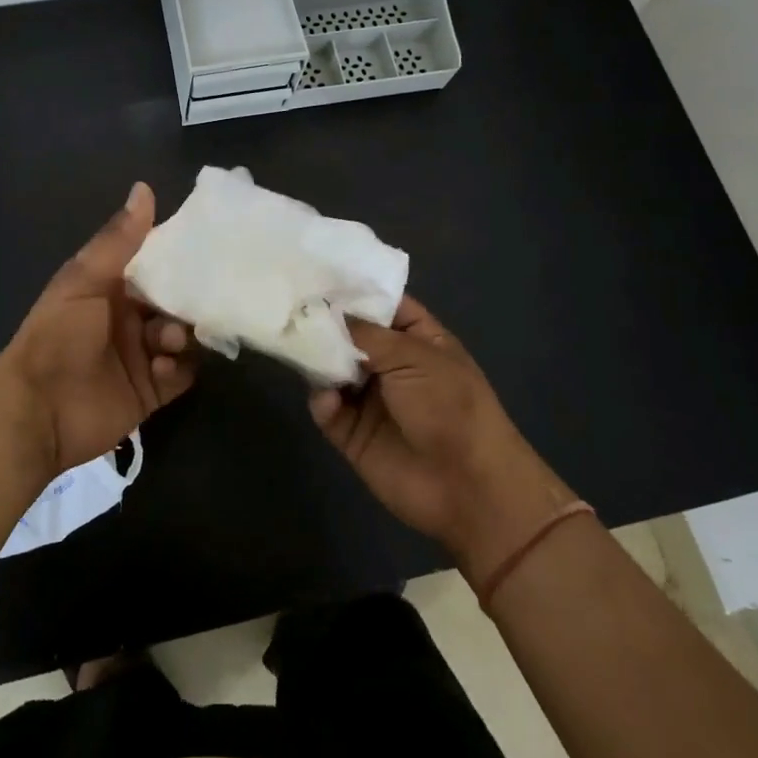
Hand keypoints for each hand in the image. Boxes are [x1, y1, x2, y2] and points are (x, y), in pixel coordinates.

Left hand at [0, 182, 196, 480]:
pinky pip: (182, 374)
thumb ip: (118, 239)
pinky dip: (180, 368)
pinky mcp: (151, 391)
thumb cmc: (58, 336)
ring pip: (184, 336)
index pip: (156, 265)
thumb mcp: (84, 280)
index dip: (178, 257)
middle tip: (192, 304)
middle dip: (187, 301)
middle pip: (175, 302)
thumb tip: (144, 187)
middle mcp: (130, 318)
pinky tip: (162, 368)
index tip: (207, 248)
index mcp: (112, 287)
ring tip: (168, 341)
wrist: (37, 412)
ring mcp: (142, 355)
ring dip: (183, 335)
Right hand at [309, 296, 575, 585]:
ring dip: (317, 360)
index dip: (354, 290)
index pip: (382, 305)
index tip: (316, 272)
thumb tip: (328, 313)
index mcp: (416, 340)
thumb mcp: (413, 357)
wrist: (466, 486)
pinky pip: (327, 409)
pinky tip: (327, 399)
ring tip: (297, 346)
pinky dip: (323, 401)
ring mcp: (370, 399)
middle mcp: (391, 365)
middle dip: (324, 323)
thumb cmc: (449, 406)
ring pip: (332, 370)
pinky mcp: (352, 433)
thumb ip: (366, 333)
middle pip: (349, 335)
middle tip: (290, 305)